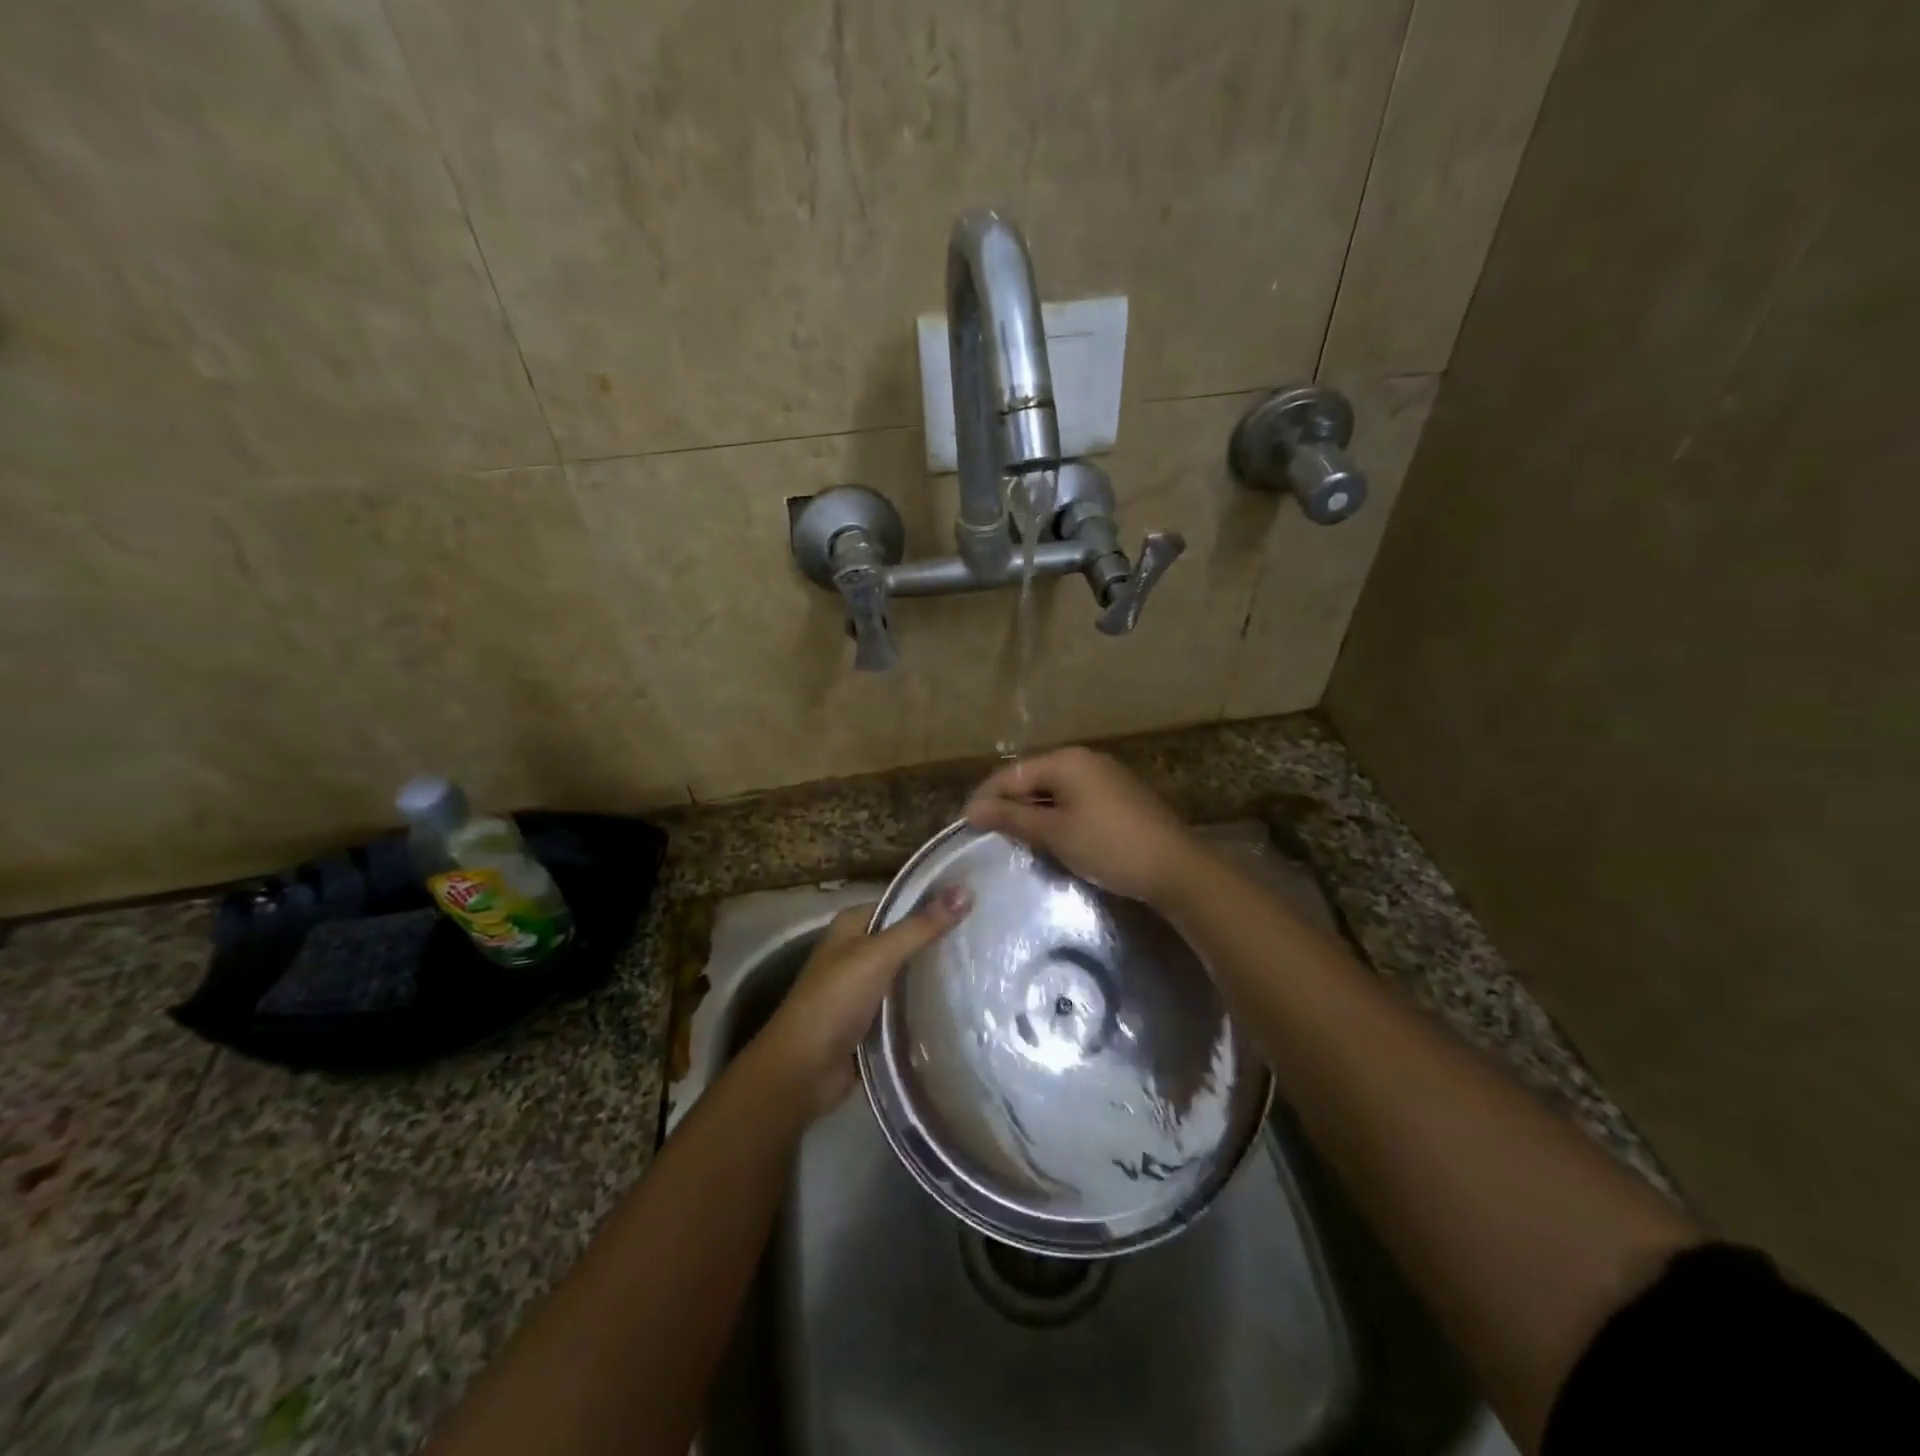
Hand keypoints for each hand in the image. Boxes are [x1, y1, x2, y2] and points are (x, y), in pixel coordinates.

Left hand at [753, 887, 971, 1117]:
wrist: (802, 1072)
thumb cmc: (834, 1002)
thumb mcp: (878, 956)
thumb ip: (920, 926)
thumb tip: (966, 891)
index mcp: (852, 925)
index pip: (901, 903)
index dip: (935, 901)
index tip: (978, 902)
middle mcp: (858, 951)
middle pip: (908, 938)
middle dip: (941, 939)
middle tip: (991, 936)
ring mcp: (866, 988)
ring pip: (910, 973)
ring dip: (938, 973)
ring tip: (988, 966)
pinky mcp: (874, 1021)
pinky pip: (908, 1004)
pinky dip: (929, 1003)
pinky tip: (964, 1002)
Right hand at [964, 747, 1203, 907]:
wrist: (1175, 868)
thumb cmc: (1108, 845)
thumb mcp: (1055, 833)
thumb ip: (1012, 818)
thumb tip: (973, 810)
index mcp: (1067, 760)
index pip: (1012, 773)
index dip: (986, 797)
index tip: (966, 824)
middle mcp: (1085, 760)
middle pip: (1034, 778)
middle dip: (1009, 804)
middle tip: (988, 834)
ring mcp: (1106, 777)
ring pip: (1055, 791)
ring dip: (1033, 812)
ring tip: (1013, 839)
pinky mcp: (1119, 797)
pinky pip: (1075, 800)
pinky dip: (1056, 816)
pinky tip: (1050, 838)